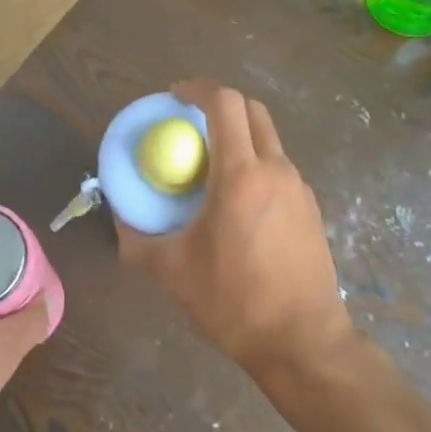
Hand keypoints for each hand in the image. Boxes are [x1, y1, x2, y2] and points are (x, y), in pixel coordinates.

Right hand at [115, 80, 353, 379]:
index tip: (174, 97)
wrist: (303, 342)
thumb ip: (137, 240)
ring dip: (239, 135)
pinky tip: (237, 201)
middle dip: (220, 104)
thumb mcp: (173, 272)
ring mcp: (299, 187)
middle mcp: (276, 170)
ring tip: (210, 164)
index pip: (225, 104)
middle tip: (190, 122)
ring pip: (268, 138)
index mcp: (242, 175)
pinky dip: (255, 162)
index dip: (197, 89)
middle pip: (252, 110)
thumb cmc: (234, 303)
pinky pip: (279, 166)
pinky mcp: (311, 207)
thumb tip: (119, 218)